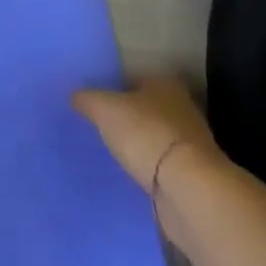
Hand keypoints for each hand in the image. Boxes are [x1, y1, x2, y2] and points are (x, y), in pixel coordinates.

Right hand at [72, 75, 226, 190]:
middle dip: (126, 116)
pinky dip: (147, 167)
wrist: (188, 188)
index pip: (132, 77)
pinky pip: (160, 164)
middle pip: (145, 107)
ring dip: (137, 144)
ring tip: (110, 151)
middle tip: (98, 125)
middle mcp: (181, 108)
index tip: (93, 101)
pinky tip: (129, 173)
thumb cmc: (146, 134)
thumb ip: (87, 98)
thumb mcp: (105, 108)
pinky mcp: (190, 174)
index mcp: (164, 83)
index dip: (112, 87)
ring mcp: (188, 143)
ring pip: (153, 136)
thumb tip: (74, 94)